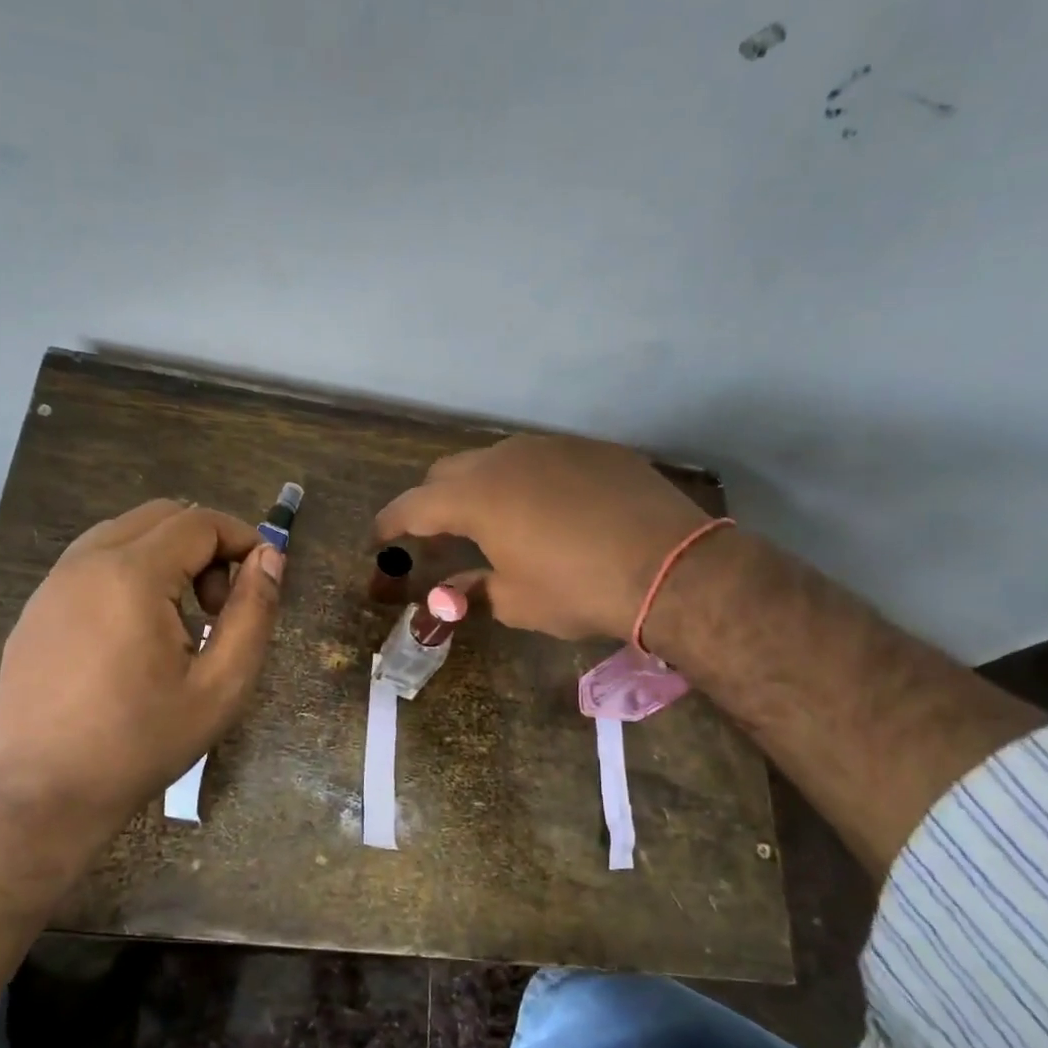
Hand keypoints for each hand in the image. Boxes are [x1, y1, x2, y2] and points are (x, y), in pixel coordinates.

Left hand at [0, 499, 283, 836]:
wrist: (47, 794)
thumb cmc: (143, 743)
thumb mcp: (221, 685)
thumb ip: (253, 612)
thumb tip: (270, 557)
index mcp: (132, 575)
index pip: (199, 522)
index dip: (242, 539)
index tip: (260, 580)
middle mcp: (84, 563)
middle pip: (161, 516)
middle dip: (204, 546)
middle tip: (217, 606)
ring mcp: (51, 585)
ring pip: (123, 534)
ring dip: (165, 557)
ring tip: (179, 620)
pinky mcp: (34, 610)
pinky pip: (90, 564)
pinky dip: (128, 574)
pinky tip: (133, 636)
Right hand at [374, 435, 711, 641]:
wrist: (670, 566)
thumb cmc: (578, 589)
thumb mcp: (515, 601)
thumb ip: (471, 591)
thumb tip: (447, 594)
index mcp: (475, 496)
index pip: (412, 506)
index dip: (389, 524)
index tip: (376, 540)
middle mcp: (504, 458)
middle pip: (447, 473)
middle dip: (432, 504)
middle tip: (435, 538)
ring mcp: (550, 446)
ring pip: (494, 459)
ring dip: (479, 488)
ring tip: (490, 522)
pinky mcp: (589, 449)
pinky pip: (539, 460)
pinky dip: (524, 483)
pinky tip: (545, 511)